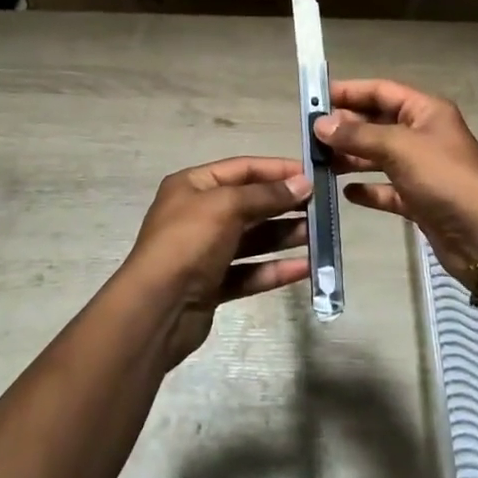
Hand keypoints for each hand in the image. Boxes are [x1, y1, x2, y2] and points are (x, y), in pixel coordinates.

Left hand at [122, 156, 312, 368]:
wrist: (156, 308)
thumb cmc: (189, 242)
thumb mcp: (227, 206)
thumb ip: (266, 194)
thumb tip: (302, 183)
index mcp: (193, 185)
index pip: (242, 168)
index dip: (277, 170)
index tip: (312, 174)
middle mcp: (198, 214)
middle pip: (249, 204)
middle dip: (284, 205)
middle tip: (321, 207)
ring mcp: (205, 251)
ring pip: (253, 239)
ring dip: (284, 236)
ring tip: (318, 235)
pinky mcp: (213, 284)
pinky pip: (250, 271)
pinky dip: (275, 269)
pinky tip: (305, 269)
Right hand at [313, 80, 477, 280]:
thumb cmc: (444, 179)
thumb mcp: (399, 148)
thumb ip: (358, 134)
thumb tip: (321, 123)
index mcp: (426, 111)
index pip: (381, 91)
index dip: (349, 92)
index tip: (315, 99)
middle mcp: (423, 135)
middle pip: (378, 123)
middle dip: (346, 127)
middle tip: (311, 136)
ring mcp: (422, 169)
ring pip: (379, 156)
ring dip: (352, 157)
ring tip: (321, 163)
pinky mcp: (419, 199)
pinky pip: (387, 189)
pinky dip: (368, 189)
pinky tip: (346, 194)